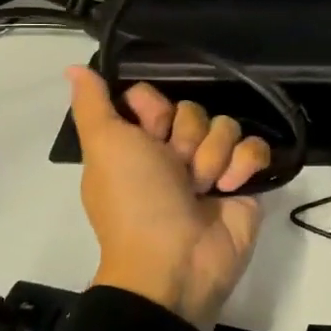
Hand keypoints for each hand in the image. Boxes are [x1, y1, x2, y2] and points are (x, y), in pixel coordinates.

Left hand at [66, 68, 272, 330]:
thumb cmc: (135, 202)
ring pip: (227, 125)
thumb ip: (92, 105)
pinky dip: (244, 165)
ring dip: (214, 157)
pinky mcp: (244, 182)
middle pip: (194, 110)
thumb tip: (75, 67)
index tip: (150, 134)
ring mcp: (211, 167)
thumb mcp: (105, 148)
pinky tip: (230, 188)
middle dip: (188, 138)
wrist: (175, 263)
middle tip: (177, 170)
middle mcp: (173, 152)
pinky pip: (255, 148)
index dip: (156, 111)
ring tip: (203, 188)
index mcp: (137, 143)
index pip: (155, 97)